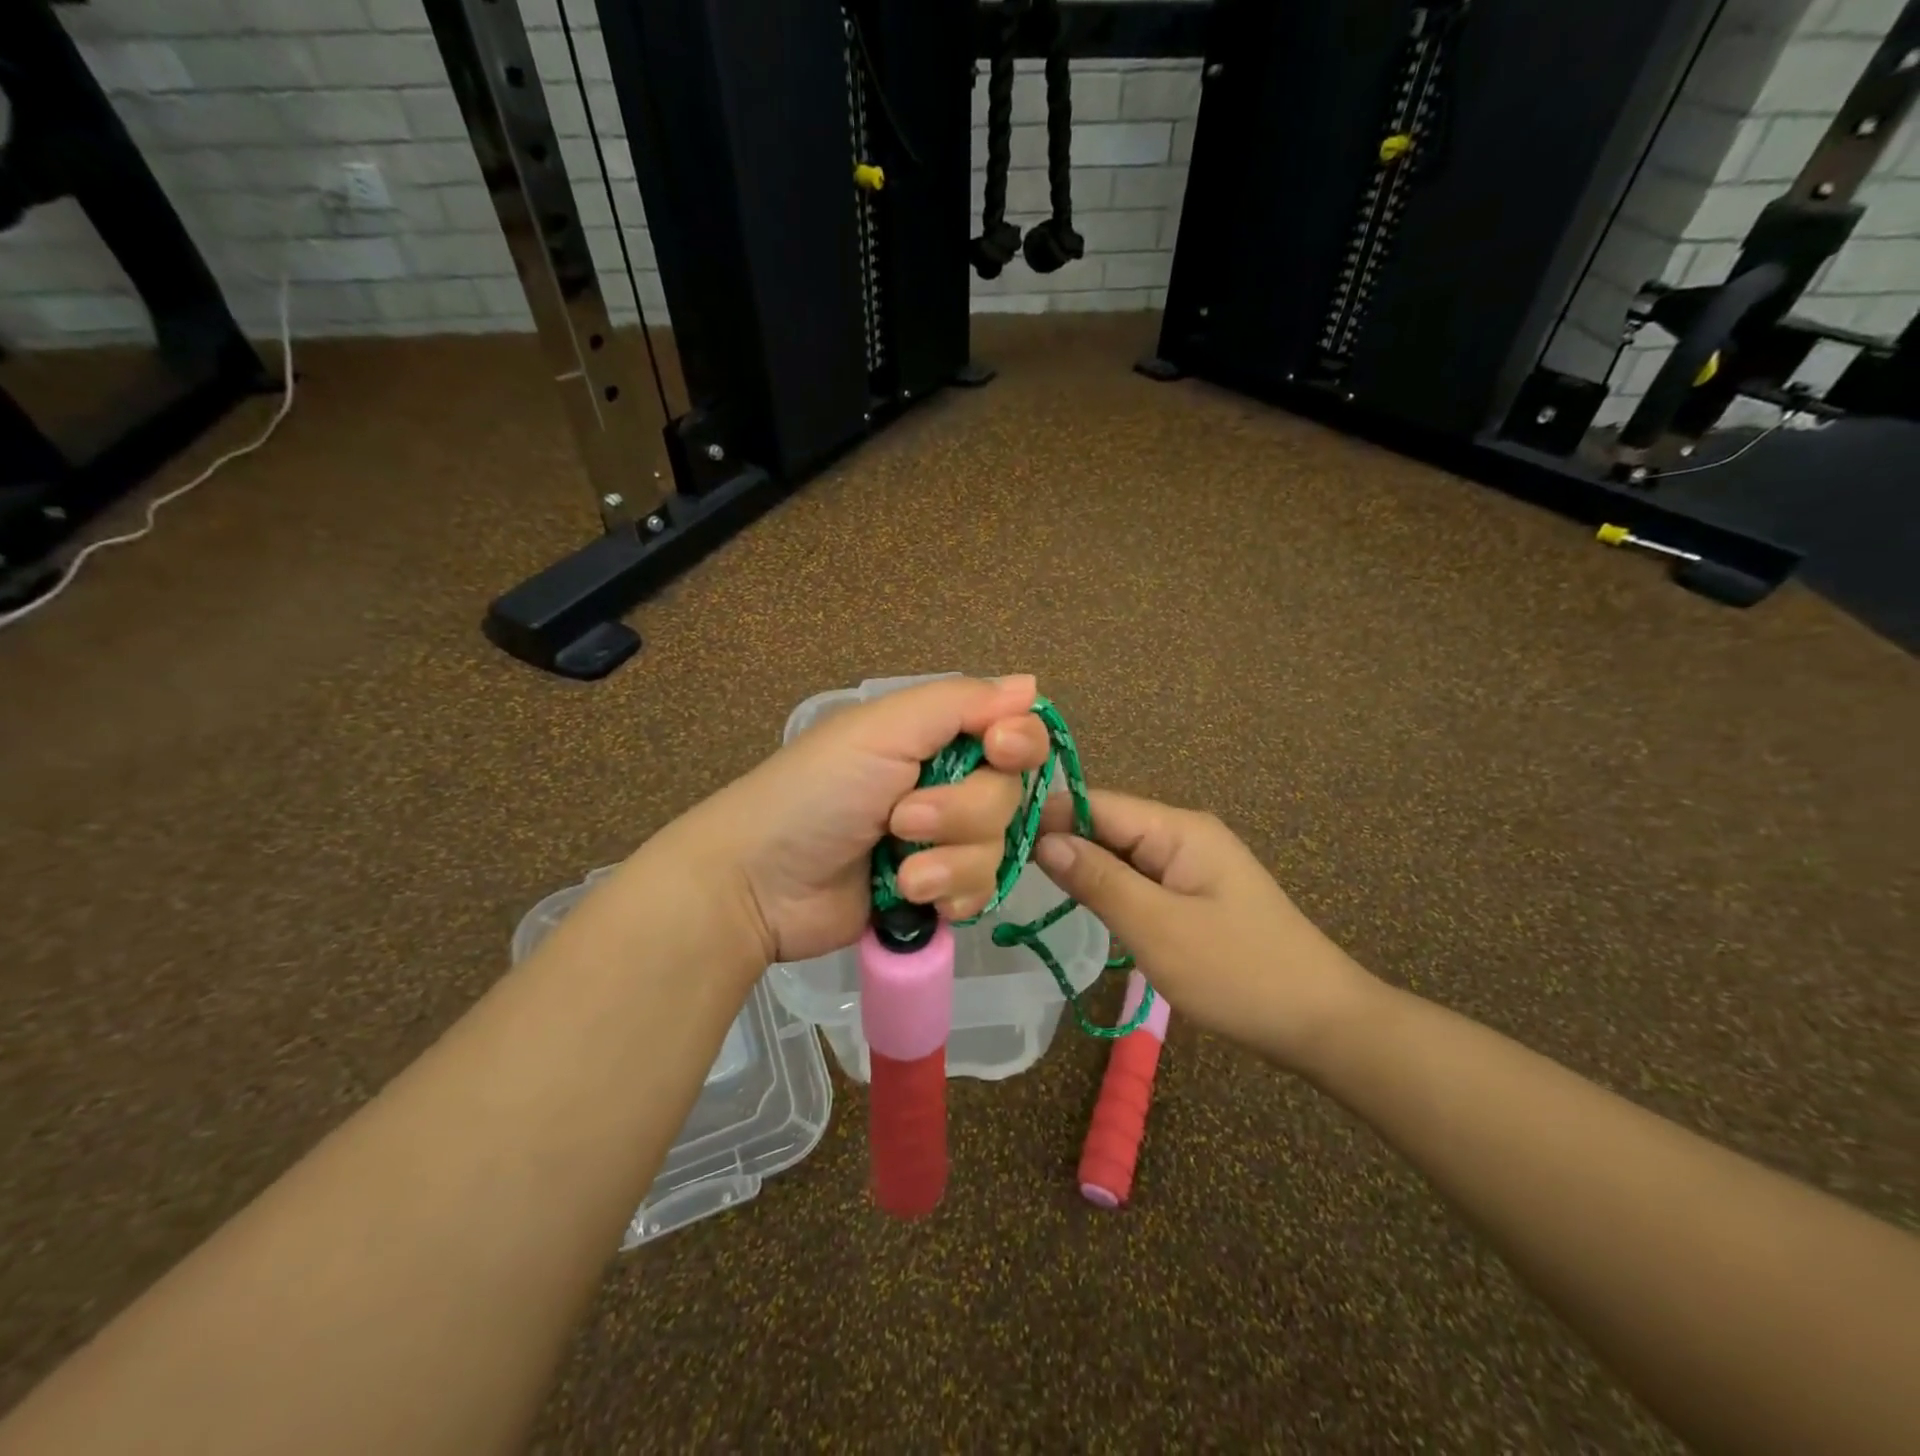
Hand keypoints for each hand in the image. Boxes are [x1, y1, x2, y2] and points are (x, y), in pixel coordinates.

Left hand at [669, 675, 1052, 965]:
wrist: (758, 883)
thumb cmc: (816, 792)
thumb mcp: (881, 731)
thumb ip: (958, 703)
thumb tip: (1031, 684)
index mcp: (933, 738)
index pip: (1012, 732)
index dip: (1019, 743)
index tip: (999, 750)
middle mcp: (946, 784)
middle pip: (1007, 796)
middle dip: (962, 814)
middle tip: (903, 821)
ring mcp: (941, 843)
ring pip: (997, 849)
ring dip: (951, 862)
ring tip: (901, 873)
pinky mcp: (934, 892)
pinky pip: (981, 892)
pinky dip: (953, 896)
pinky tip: (915, 899)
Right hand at [1035, 790, 1378, 1072]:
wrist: (1322, 1023)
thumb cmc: (1238, 973)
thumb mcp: (1158, 927)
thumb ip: (1098, 880)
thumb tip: (1044, 839)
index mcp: (1178, 828)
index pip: (1097, 804)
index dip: (1048, 816)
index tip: (995, 836)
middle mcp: (1182, 834)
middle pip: (1107, 825)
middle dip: (1060, 842)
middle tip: (1002, 866)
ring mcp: (1190, 864)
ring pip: (1119, 854)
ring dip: (1081, 867)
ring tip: (1026, 882)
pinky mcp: (1192, 893)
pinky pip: (1138, 878)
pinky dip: (1107, 888)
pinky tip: (1079, 902)